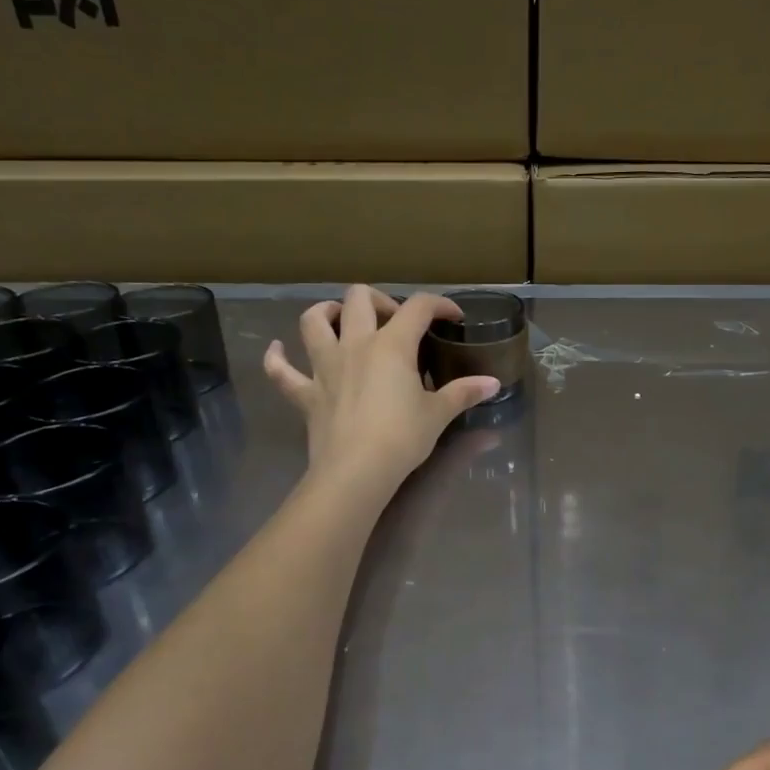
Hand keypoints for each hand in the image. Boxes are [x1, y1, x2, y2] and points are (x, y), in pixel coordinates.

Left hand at [263, 286, 499, 495]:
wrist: (357, 471)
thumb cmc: (402, 438)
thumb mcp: (438, 414)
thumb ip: (463, 393)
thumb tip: (493, 384)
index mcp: (391, 345)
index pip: (418, 308)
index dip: (439, 305)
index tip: (453, 318)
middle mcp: (354, 344)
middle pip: (359, 298)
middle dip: (379, 300)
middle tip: (394, 319)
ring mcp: (324, 367)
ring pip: (313, 321)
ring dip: (326, 312)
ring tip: (339, 318)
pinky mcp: (306, 393)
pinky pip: (280, 371)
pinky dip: (276, 358)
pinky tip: (278, 349)